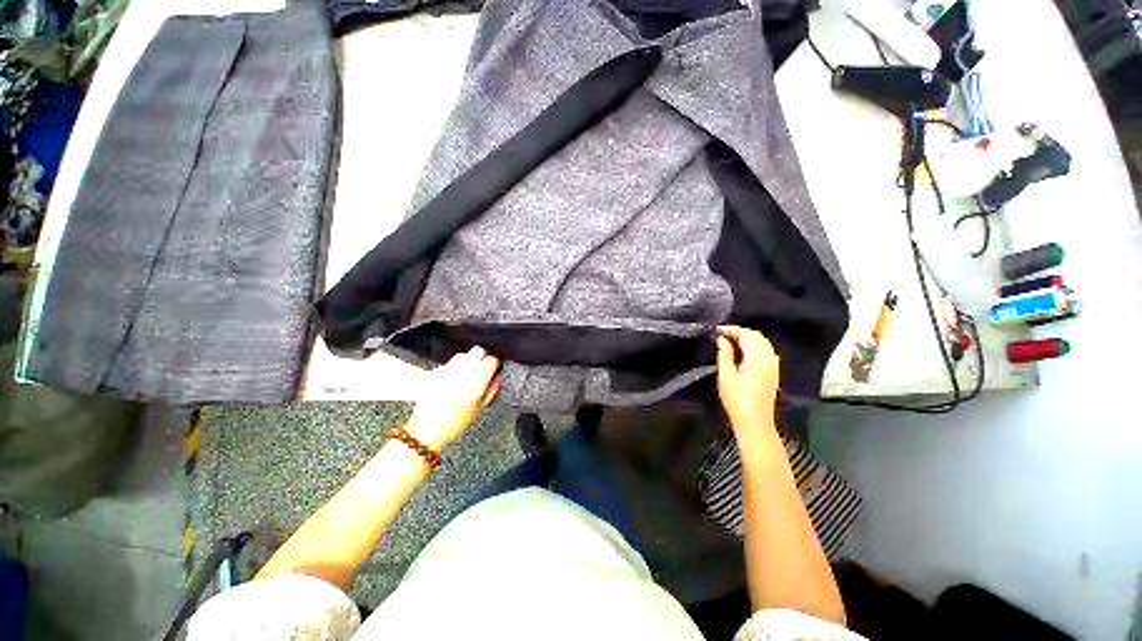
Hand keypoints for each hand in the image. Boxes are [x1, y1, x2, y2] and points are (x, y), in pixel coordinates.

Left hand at [406, 347, 500, 450]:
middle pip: (477, 351)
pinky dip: (455, 366)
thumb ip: (492, 390)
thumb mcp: (479, 409)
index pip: (491, 361)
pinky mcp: (436, 373)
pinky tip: (455, 377)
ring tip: (469, 371)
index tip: (495, 365)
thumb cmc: (453, 424)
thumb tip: (497, 377)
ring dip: (468, 359)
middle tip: (484, 364)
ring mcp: (447, 372)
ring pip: (463, 354)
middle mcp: (461, 375)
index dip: (495, 361)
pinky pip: (450, 363)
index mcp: (475, 385)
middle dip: (483, 355)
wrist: (427, 430)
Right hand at [716, 326, 780, 438]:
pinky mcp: (773, 373)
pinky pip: (765, 351)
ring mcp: (774, 366)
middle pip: (758, 337)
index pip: (747, 335)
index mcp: (758, 359)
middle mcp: (769, 359)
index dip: (732, 330)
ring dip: (747, 338)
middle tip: (722, 334)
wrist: (755, 423)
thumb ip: (724, 355)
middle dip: (740, 332)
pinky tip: (742, 352)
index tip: (716, 330)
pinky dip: (754, 346)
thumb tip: (722, 339)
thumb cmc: (737, 400)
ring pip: (763, 343)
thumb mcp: (726, 376)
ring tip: (730, 341)